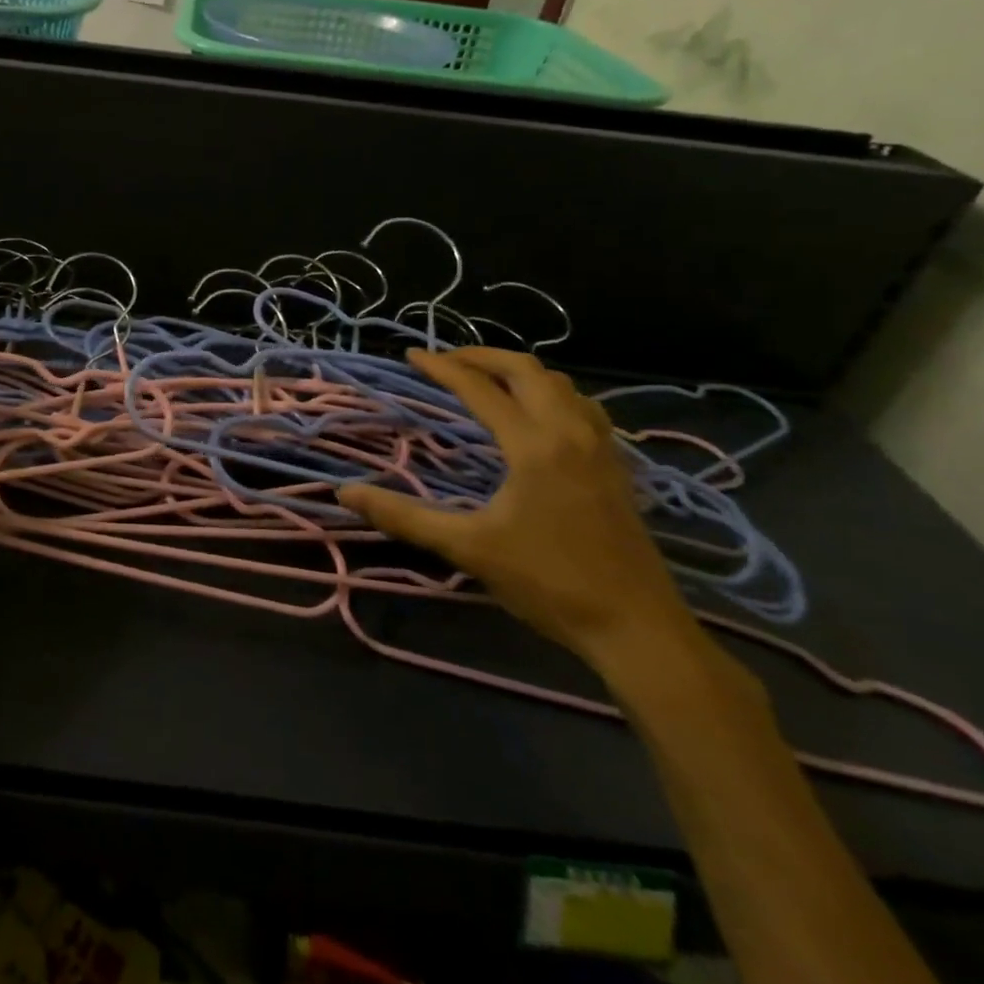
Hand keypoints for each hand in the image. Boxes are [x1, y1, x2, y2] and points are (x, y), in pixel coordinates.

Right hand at [339, 347, 700, 672]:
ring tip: (486, 379)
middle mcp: (570, 432)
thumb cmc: (549, 584)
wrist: (637, 628)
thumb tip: (345, 492)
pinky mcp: (616, 466)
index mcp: (534, 446)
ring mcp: (601, 447)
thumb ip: (404, 516)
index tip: (411, 355)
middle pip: (526, 370)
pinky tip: (538, 413)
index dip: (441, 368)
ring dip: (518, 371)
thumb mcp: (468, 549)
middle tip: (445, 361)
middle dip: (481, 356)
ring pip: (560, 383)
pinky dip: (550, 392)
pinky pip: (582, 405)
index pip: (479, 389)